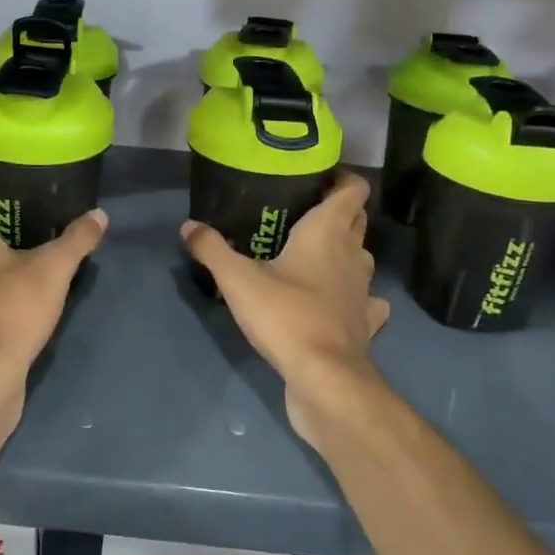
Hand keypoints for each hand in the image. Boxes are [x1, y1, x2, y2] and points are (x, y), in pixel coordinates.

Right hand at [182, 171, 390, 450]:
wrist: (325, 379)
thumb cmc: (286, 315)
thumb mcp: (237, 280)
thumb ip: (212, 249)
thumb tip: (188, 225)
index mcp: (328, 233)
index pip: (353, 191)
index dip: (343, 178)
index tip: (319, 176)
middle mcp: (352, 256)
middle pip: (357, 221)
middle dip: (339, 212)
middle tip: (304, 212)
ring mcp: (363, 292)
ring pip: (362, 259)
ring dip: (347, 253)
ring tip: (315, 255)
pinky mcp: (364, 324)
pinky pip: (367, 302)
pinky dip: (357, 297)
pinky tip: (339, 302)